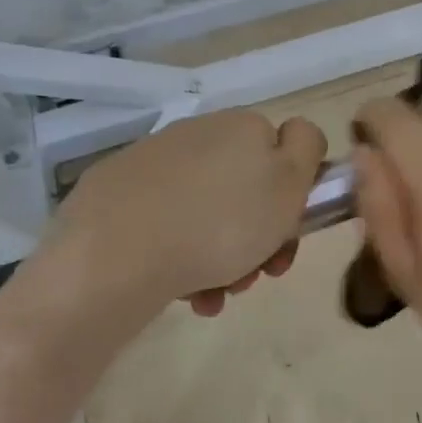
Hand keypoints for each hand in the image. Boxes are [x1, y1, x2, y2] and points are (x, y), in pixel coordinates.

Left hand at [21, 109, 326, 320]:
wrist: (115, 257)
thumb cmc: (221, 224)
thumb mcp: (289, 183)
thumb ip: (307, 147)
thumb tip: (297, 134)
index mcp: (242, 126)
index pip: (284, 154)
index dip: (294, 200)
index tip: (287, 240)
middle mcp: (198, 132)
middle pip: (244, 188)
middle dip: (257, 237)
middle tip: (255, 277)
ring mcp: (152, 161)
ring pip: (206, 212)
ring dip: (222, 256)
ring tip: (213, 296)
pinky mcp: (114, 193)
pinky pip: (165, 223)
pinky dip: (180, 255)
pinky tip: (182, 292)